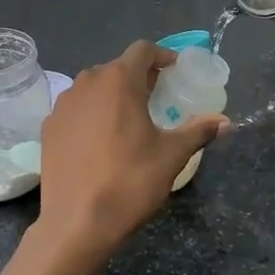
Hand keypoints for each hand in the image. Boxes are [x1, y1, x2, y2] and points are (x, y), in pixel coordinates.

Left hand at [33, 41, 228, 271]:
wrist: (76, 223)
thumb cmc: (130, 181)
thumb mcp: (172, 156)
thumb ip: (198, 131)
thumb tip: (226, 122)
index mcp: (118, 81)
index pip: (142, 50)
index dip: (162, 56)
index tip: (175, 71)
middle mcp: (87, 83)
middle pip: (117, 67)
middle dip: (138, 77)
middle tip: (157, 97)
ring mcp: (63, 105)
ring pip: (93, 87)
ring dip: (113, 94)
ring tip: (129, 119)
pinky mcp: (49, 127)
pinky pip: (76, 109)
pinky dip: (91, 113)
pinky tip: (101, 140)